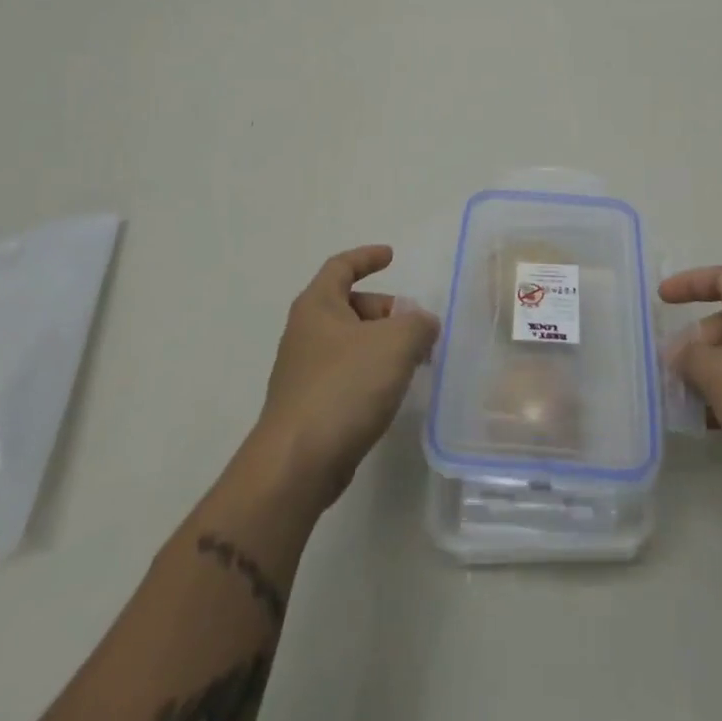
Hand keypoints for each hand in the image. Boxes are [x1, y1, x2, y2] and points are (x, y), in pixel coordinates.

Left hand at [253, 245, 439, 511]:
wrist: (297, 464)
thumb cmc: (344, 387)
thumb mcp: (396, 343)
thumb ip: (418, 324)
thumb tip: (424, 325)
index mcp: (317, 306)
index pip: (341, 266)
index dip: (367, 257)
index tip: (391, 256)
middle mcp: (306, 333)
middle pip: (350, 306)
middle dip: (386, 311)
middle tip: (417, 327)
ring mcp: (304, 372)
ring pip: (351, 344)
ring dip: (382, 346)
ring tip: (414, 362)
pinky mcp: (310, 407)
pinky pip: (347, 375)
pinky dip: (372, 374)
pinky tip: (391, 393)